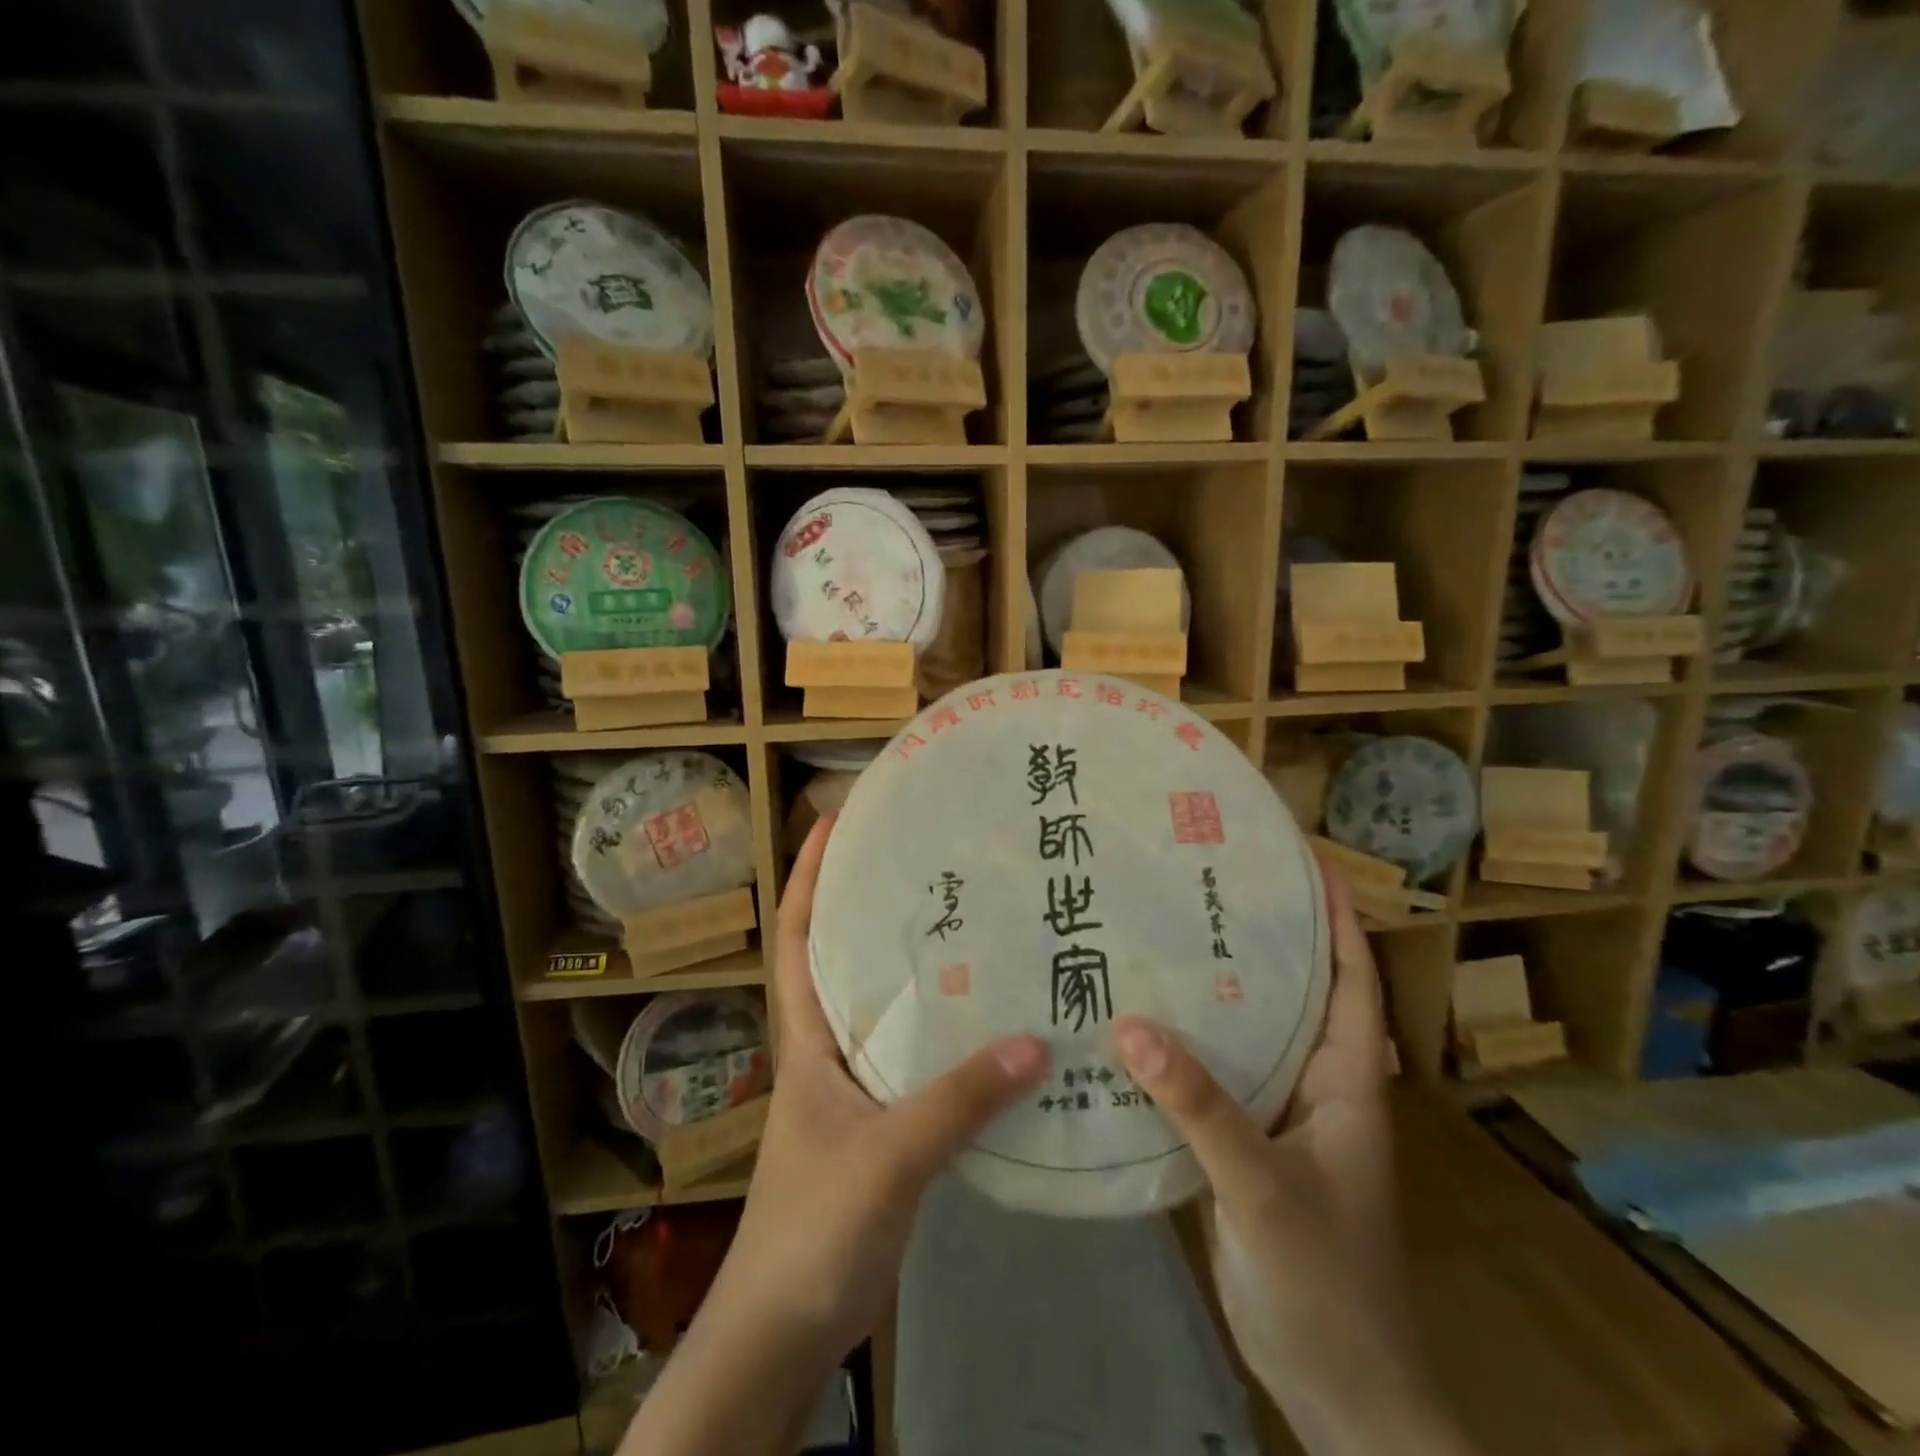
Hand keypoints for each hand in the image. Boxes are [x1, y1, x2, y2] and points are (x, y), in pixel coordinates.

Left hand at [718, 810, 1050, 1354]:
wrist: (785, 1331)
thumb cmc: (812, 1227)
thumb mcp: (886, 1156)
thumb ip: (957, 1101)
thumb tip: (1036, 1042)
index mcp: (808, 1039)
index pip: (799, 939)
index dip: (806, 878)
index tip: (830, 823)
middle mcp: (829, 1051)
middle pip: (848, 962)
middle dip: (874, 909)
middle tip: (929, 863)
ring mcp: (856, 1090)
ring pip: (888, 1012)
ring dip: (919, 973)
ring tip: (972, 926)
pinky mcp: (884, 1126)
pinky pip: (918, 1062)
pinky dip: (948, 1038)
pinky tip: (992, 1027)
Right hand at [1109, 863, 1458, 1454]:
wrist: (1338, 1390)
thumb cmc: (1327, 1282)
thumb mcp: (1265, 1188)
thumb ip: (1201, 1107)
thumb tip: (1130, 1025)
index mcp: (1346, 1081)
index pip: (1352, 980)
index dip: (1337, 918)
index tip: (1305, 861)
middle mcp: (1314, 1086)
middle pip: (1292, 995)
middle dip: (1258, 938)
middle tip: (1201, 884)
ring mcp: (1278, 1118)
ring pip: (1246, 1036)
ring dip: (1212, 993)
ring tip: (1160, 937)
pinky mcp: (1243, 1148)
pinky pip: (1212, 1080)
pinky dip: (1181, 1050)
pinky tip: (1135, 1027)